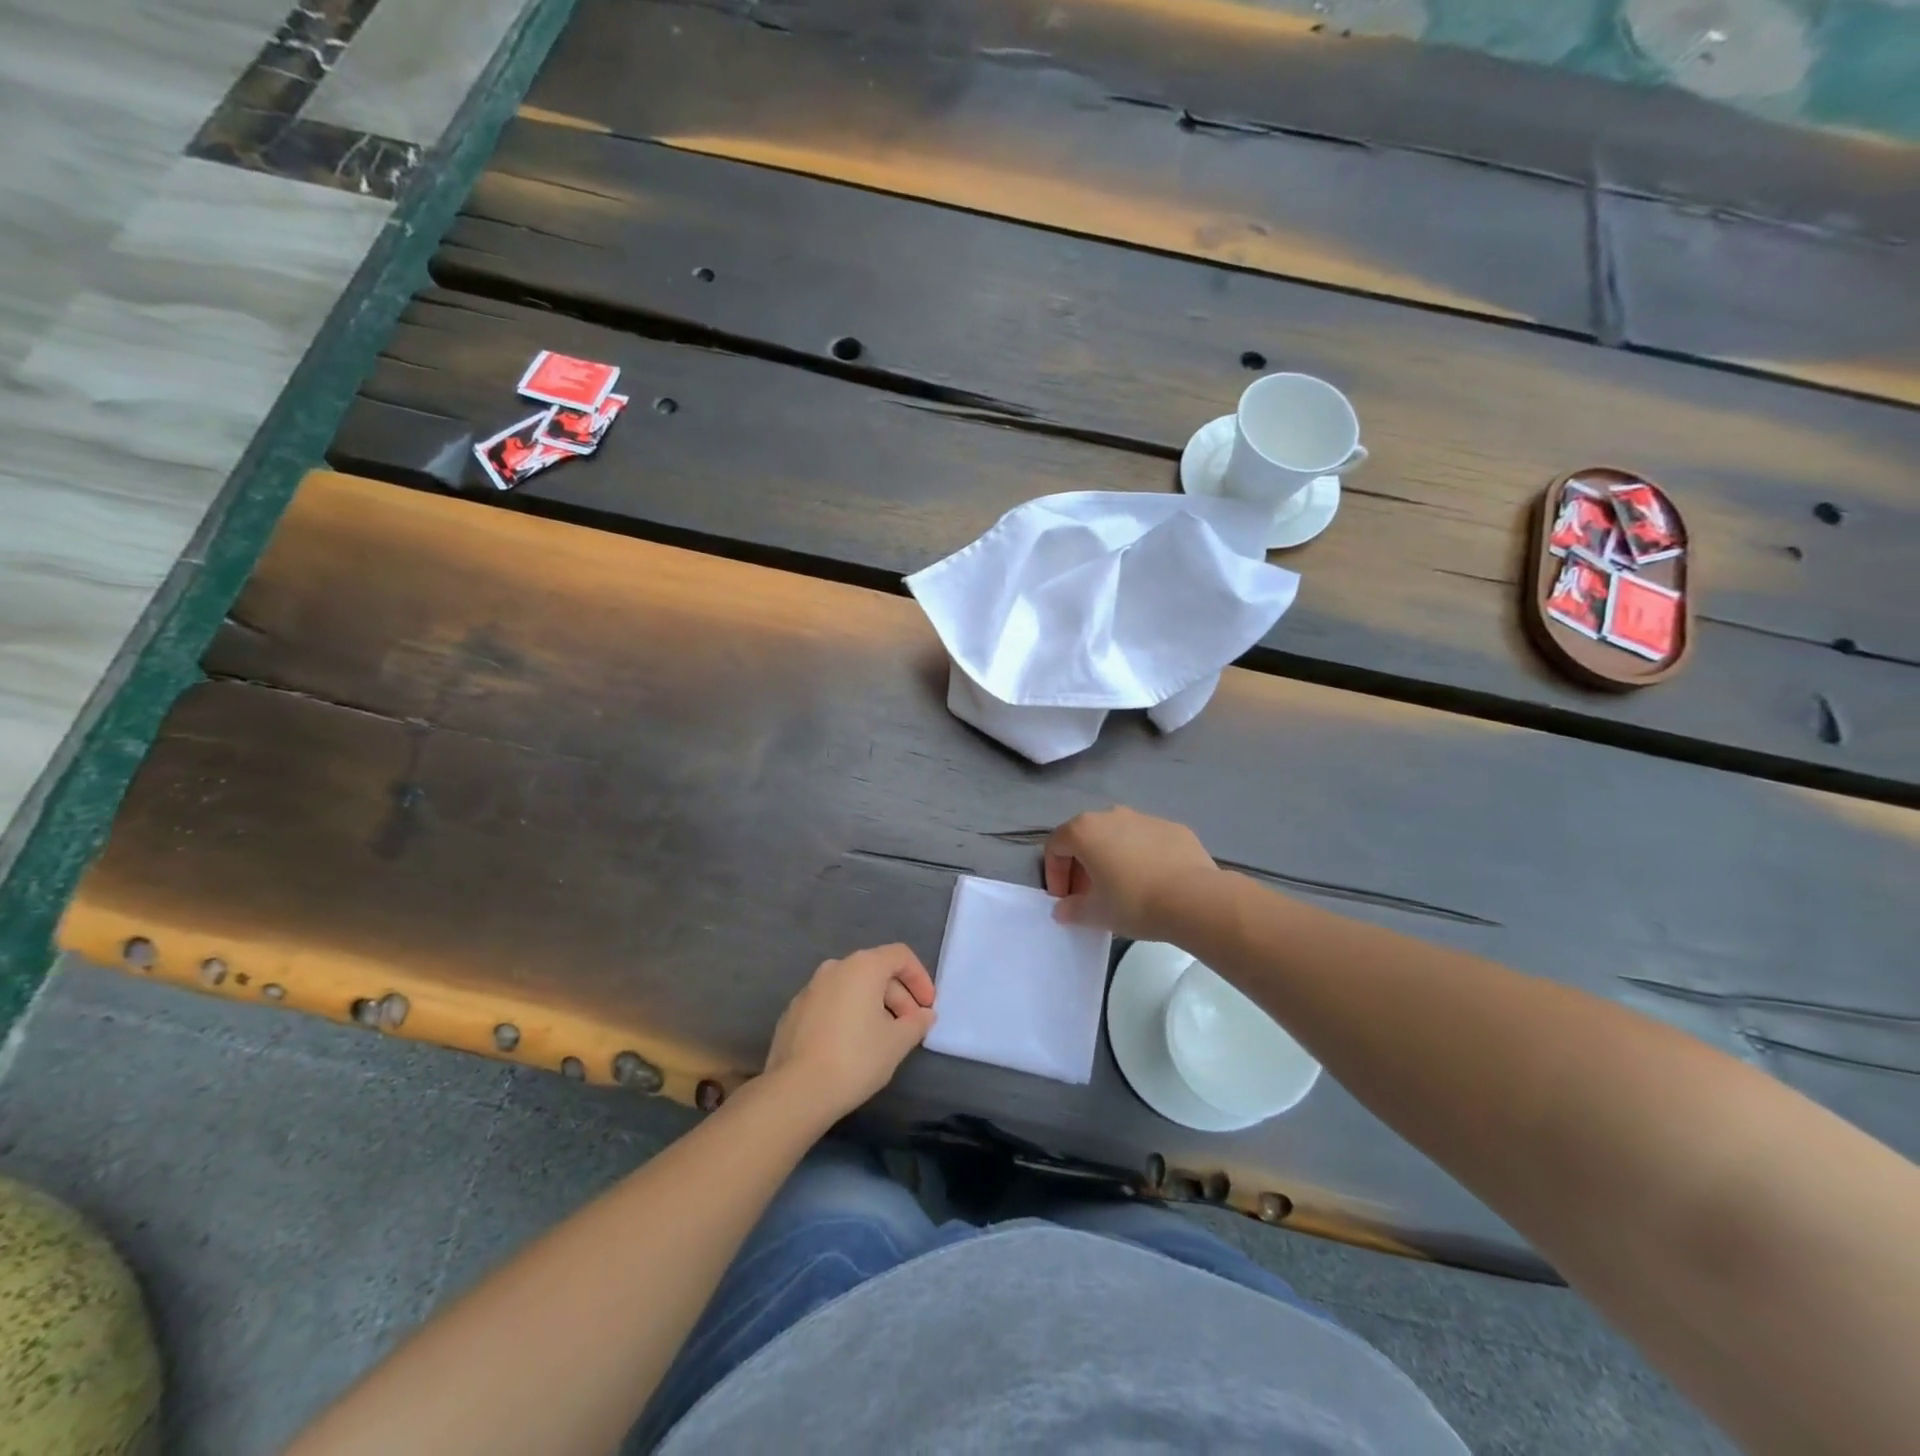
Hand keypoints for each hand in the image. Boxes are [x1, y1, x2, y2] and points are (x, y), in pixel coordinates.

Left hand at [762, 944, 936, 1122]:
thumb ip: (916, 1023)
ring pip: (851, 988)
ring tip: (882, 1039)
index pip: (900, 956)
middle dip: (898, 997)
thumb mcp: (897, 1042)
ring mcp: (809, 989)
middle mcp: (834, 968)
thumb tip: (924, 1015)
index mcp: (862, 966)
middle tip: (910, 1028)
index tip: (927, 1007)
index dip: (920, 978)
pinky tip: (850, 1047)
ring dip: (873, 1006)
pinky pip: (830, 1004)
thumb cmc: (856, 1058)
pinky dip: (847, 1016)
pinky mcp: (793, 1012)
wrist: (797, 1090)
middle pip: (876, 972)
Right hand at [1044, 806, 1221, 940]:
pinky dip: (1141, 857)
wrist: (1194, 899)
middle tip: (1089, 897)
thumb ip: (1072, 910)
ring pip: (1117, 836)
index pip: (1056, 846)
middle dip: (1082, 866)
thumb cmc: (1134, 902)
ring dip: (1111, 859)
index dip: (1054, 874)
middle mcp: (1112, 815)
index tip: (1064, 900)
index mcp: (1085, 830)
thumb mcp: (1095, 913)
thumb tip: (1063, 910)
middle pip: (1086, 838)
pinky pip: (1146, 841)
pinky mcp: (1173, 828)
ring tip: (1121, 889)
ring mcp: (1145, 818)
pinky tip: (1152, 883)